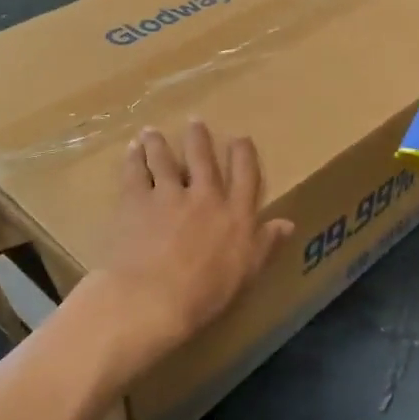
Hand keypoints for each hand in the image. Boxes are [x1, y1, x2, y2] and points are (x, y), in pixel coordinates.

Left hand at [87, 120, 293, 383]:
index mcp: (235, 214)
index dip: (243, 153)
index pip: (245, 175)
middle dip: (199, 138)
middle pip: (203, 158)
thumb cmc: (205, 294)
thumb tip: (288, 223)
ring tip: (153, 132)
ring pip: (164, 160)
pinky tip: (131, 150)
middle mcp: (204, 196)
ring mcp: (168, 195)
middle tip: (195, 121)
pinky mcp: (136, 200)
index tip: (240, 138)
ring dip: (159, 144)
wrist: (152, 297)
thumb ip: (265, 244)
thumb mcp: (246, 273)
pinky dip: (133, 159)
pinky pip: (135, 172)